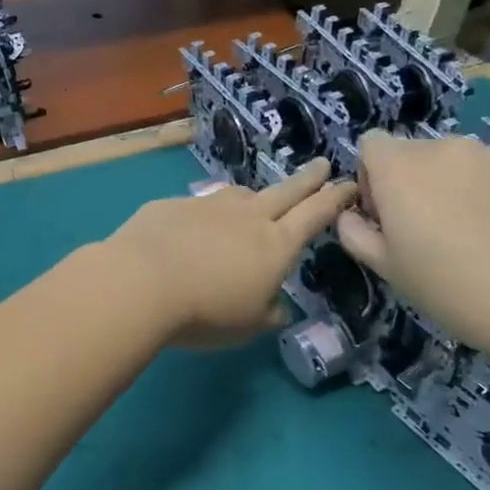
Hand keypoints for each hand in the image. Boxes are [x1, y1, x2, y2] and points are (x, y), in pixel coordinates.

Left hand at [102, 158, 356, 347]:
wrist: (141, 281)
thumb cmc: (205, 311)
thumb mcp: (248, 325)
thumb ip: (268, 312)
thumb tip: (277, 306)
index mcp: (276, 245)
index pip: (314, 215)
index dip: (334, 199)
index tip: (348, 183)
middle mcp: (246, 217)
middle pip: (285, 191)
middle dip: (307, 179)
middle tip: (322, 165)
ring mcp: (208, 206)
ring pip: (239, 194)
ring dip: (253, 195)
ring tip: (255, 200)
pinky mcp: (172, 205)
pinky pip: (197, 206)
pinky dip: (205, 215)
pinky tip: (193, 227)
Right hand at [335, 133, 489, 366]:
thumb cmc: (448, 288)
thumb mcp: (384, 267)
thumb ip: (353, 231)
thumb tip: (352, 214)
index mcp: (400, 168)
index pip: (371, 143)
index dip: (371, 176)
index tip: (386, 214)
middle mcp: (445, 148)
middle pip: (415, 152)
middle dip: (413, 181)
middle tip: (429, 229)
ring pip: (457, 161)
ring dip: (453, 185)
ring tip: (473, 232)